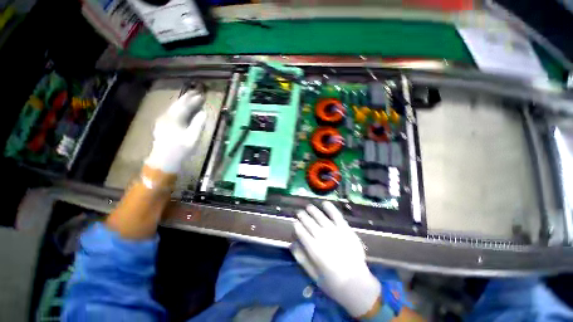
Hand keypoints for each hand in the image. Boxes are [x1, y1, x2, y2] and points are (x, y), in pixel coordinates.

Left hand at [145, 90, 206, 173]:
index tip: (202, 95)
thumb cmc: (180, 149)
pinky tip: (181, 109)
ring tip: (190, 98)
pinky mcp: (162, 125)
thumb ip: (198, 124)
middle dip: (187, 98)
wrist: (164, 160)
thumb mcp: (192, 138)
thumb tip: (204, 112)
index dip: (194, 100)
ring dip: (182, 102)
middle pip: (177, 104)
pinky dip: (178, 108)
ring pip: (173, 107)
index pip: (185, 105)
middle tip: (196, 93)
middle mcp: (166, 116)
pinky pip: (171, 112)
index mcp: (174, 119)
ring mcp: (162, 120)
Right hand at [292, 202, 380, 317]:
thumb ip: (302, 259)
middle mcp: (323, 238)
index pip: (302, 233)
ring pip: (321, 218)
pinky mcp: (345, 230)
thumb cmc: (333, 282)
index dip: (297, 226)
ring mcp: (335, 232)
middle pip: (310, 223)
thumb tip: (292, 244)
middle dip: (303, 216)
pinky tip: (325, 203)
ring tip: (309, 207)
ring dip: (313, 211)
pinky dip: (330, 209)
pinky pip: (337, 216)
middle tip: (299, 212)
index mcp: (314, 250)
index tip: (295, 222)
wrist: (357, 285)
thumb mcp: (313, 275)